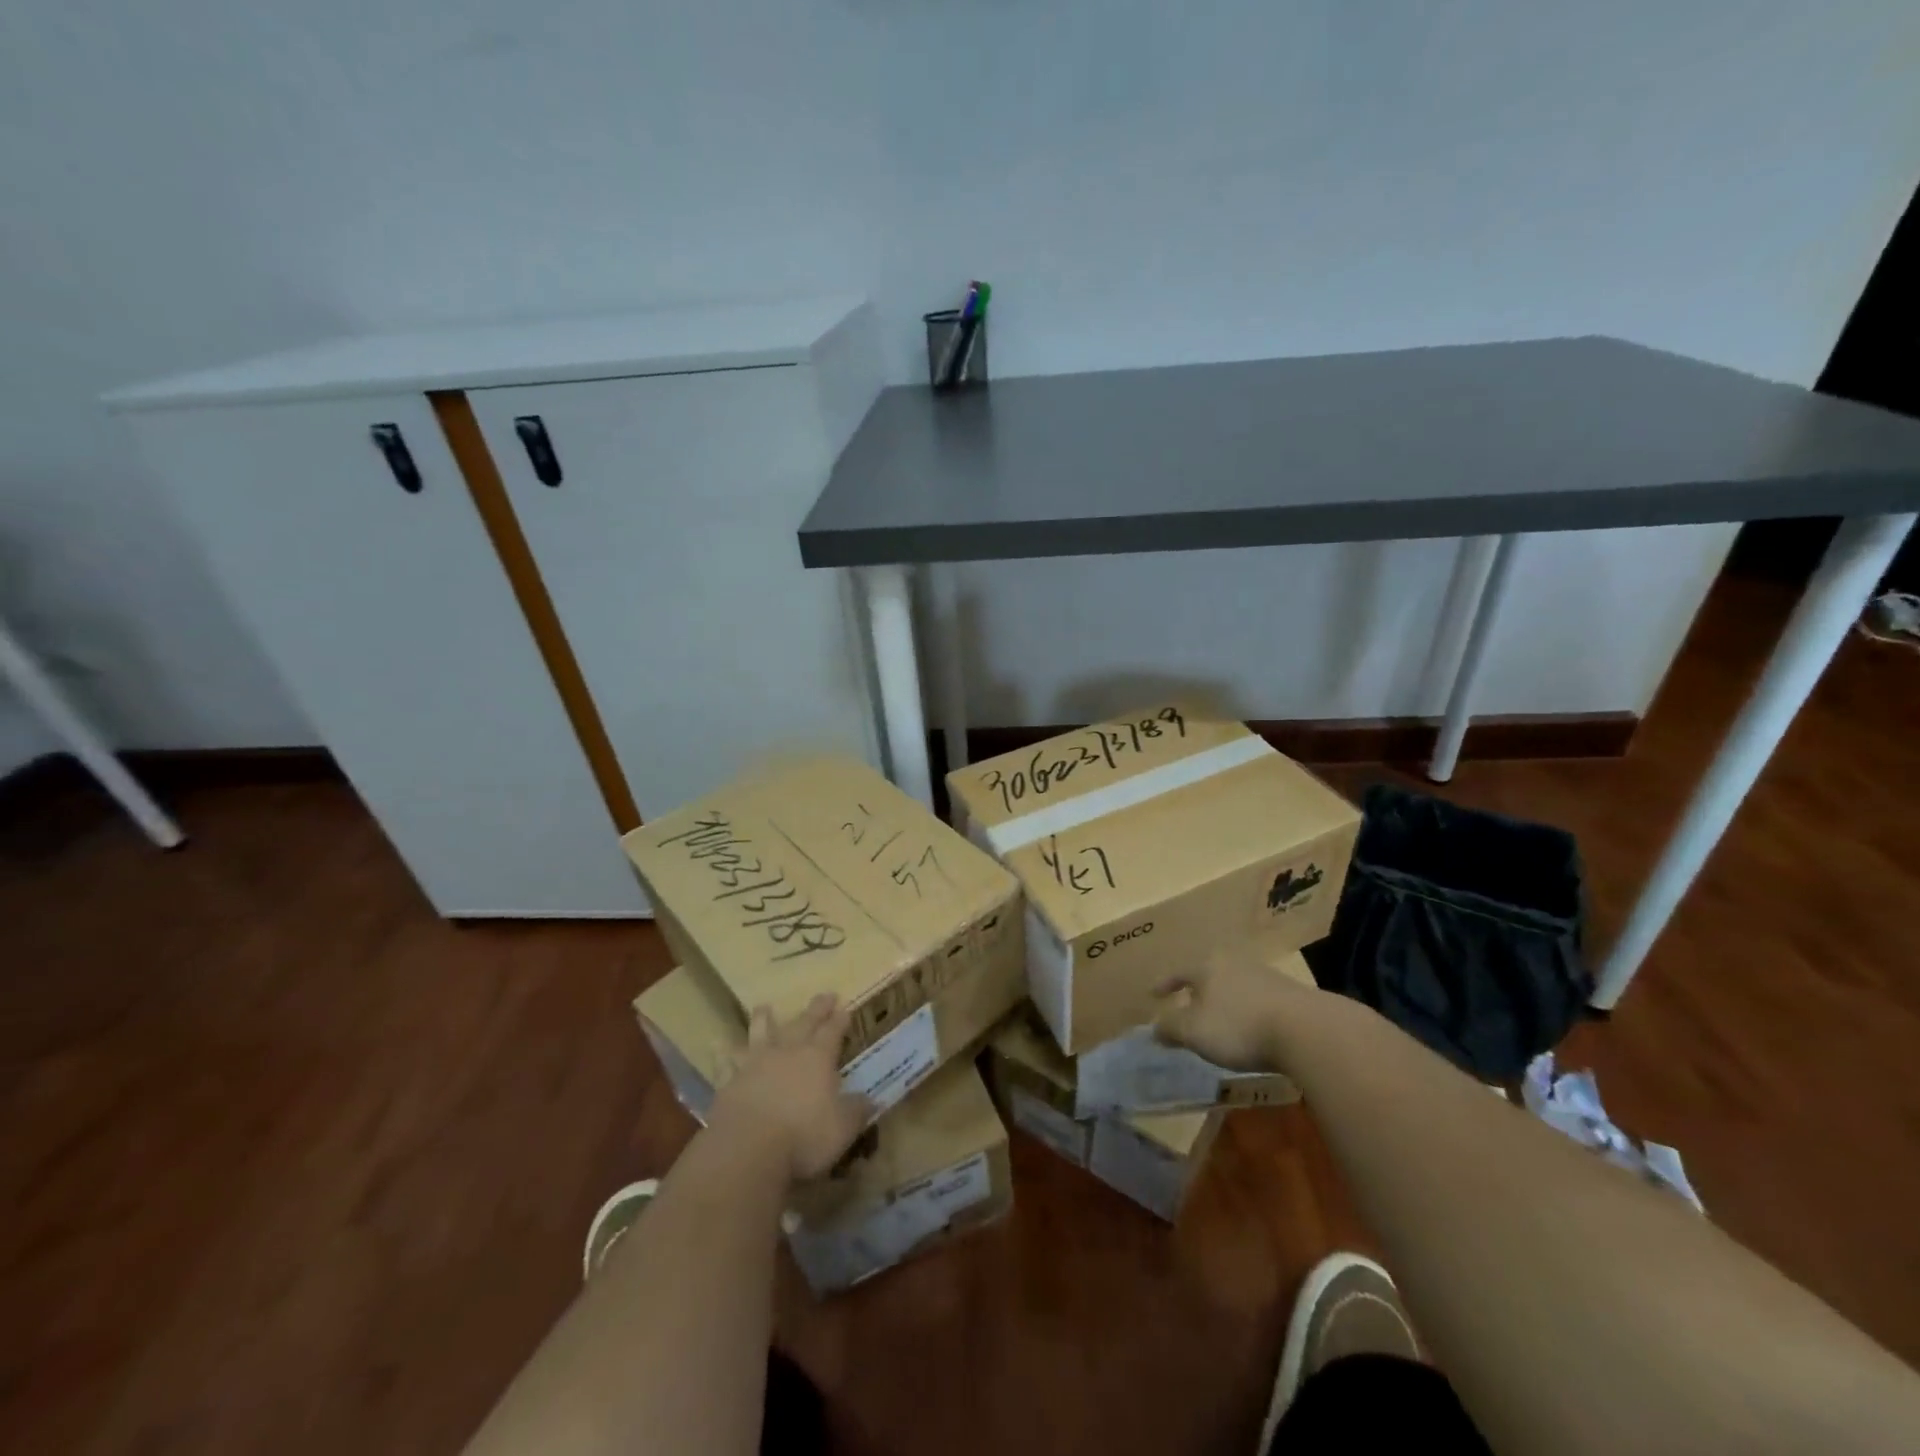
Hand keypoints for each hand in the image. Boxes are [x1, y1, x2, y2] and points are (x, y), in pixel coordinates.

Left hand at [709, 995, 871, 1181]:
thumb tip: (870, 1100)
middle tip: (824, 995)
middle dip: (816, 1009)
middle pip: (803, 1022)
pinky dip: (722, 1054)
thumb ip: (856, 1110)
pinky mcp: (729, 1082)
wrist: (748, 1148)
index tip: (846, 1008)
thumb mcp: (843, 1128)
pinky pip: (725, 1063)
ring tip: (764, 1006)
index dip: (840, 1020)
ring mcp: (755, 1063)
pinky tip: (717, 1046)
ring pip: (761, 1032)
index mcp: (818, 1057)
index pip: (833, 1031)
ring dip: (764, 1019)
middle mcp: (787, 1052)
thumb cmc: (804, 1136)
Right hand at [1153, 950, 1321, 1071]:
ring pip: (1234, 987)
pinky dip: (1247, 1012)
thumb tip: (1154, 1027)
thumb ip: (1171, 1028)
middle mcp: (1235, 964)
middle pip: (1208, 975)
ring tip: (1219, 1020)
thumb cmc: (1239, 1026)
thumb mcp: (1195, 1031)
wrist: (1307, 1031)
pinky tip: (1250, 1028)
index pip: (1179, 972)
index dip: (1165, 984)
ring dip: (1224, 1002)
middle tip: (1187, 1005)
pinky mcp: (1290, 996)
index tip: (1153, 993)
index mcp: (1207, 966)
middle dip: (1196, 991)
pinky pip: (1257, 1001)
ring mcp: (1265, 977)